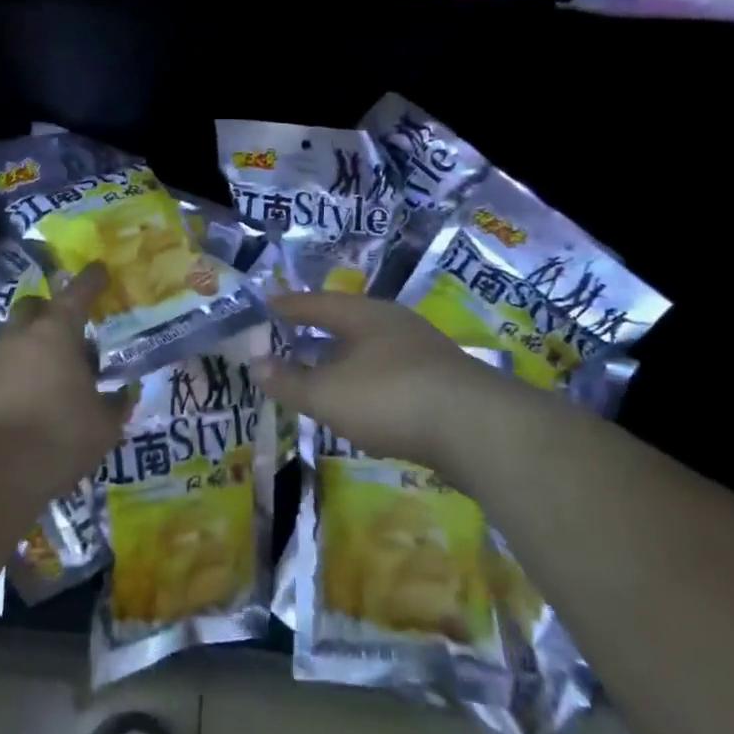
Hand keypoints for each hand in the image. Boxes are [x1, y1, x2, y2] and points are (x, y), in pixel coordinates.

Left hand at [0, 264, 126, 495]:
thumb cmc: (61, 436)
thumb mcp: (104, 425)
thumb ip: (115, 404)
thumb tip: (122, 395)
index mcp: (57, 332)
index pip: (78, 293)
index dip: (92, 280)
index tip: (100, 270)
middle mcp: (21, 336)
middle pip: (34, 307)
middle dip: (51, 312)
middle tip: (72, 336)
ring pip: (14, 338)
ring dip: (33, 347)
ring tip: (53, 376)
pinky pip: (0, 369)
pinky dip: (16, 375)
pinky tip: (29, 401)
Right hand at [251, 292, 511, 469]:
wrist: (479, 430)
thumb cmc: (390, 398)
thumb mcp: (327, 394)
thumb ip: (288, 381)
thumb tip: (254, 364)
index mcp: (364, 315)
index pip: (315, 303)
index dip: (287, 306)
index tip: (264, 306)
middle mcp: (394, 323)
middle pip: (346, 321)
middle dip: (317, 330)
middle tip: (288, 336)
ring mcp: (423, 350)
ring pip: (370, 347)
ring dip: (343, 357)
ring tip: (321, 369)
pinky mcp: (442, 381)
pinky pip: (390, 370)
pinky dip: (366, 379)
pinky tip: (363, 399)